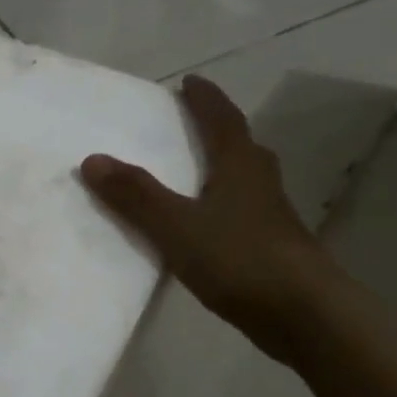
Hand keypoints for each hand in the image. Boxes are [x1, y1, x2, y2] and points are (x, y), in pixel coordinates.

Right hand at [81, 75, 341, 362]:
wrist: (304, 314)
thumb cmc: (240, 259)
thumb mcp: (176, 226)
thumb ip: (135, 195)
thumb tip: (92, 158)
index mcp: (240, 166)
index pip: (222, 120)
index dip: (204, 99)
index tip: (189, 81)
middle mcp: (260, 183)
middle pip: (239, 145)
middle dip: (215, 130)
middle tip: (189, 123)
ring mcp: (270, 216)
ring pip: (243, 179)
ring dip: (220, 167)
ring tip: (193, 170)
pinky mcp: (271, 247)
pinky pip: (239, 211)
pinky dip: (220, 205)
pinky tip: (204, 224)